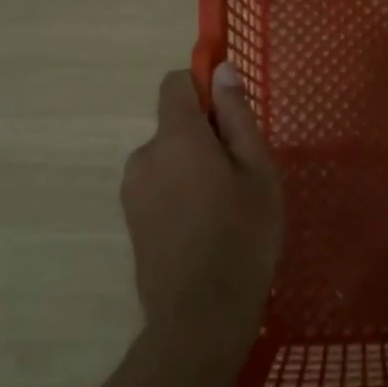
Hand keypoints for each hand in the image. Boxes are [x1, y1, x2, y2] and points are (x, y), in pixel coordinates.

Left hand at [119, 64, 282, 358]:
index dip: (203, 87)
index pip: (175, 83)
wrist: (200, 317)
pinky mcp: (130, 218)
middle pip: (175, 124)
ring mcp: (132, 189)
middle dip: (205, 136)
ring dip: (193, 167)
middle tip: (241, 175)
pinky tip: (204, 228)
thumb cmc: (242, 235)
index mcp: (176, 136)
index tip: (232, 117)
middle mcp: (144, 155)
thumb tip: (221, 69)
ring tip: (225, 207)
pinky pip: (159, 185)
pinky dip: (180, 192)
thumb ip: (236, 115)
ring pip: (169, 157)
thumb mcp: (257, 170)